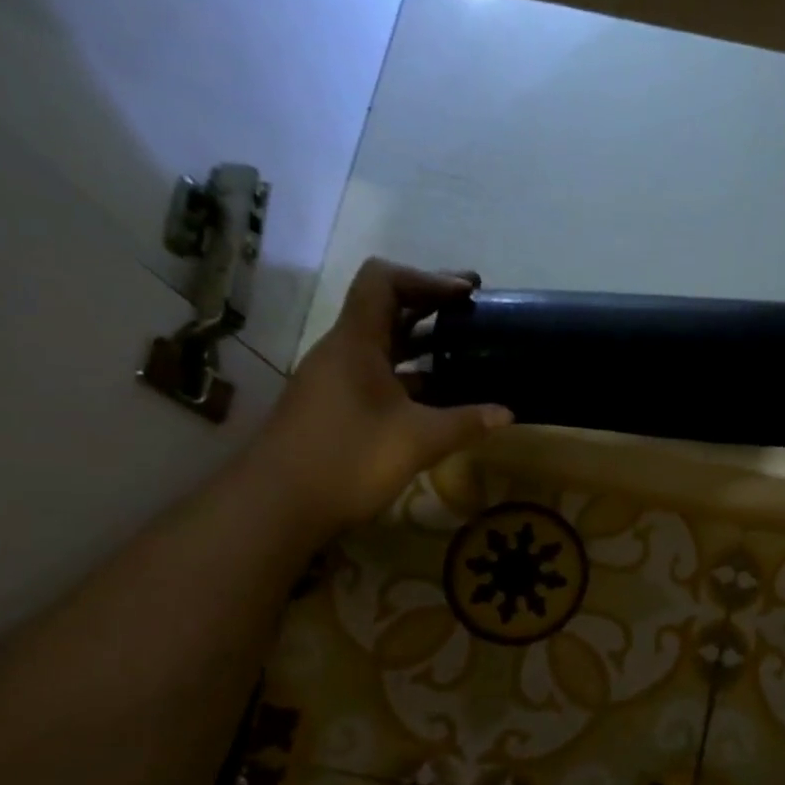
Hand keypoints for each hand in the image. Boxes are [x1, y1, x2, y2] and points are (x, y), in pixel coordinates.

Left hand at [252, 258, 511, 533]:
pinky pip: (377, 376)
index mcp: (356, 343)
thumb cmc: (348, 459)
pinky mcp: (334, 408)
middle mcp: (341, 352)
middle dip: (431, 307)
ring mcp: (335, 381)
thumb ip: (465, 422)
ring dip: (421, 345)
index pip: (384, 281)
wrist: (277, 506)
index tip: (467, 293)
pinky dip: (409, 377)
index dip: (427, 278)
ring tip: (464, 354)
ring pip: (382, 346)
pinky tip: (438, 398)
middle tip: (475, 313)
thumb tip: (507, 413)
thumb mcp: (418, 440)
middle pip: (385, 310)